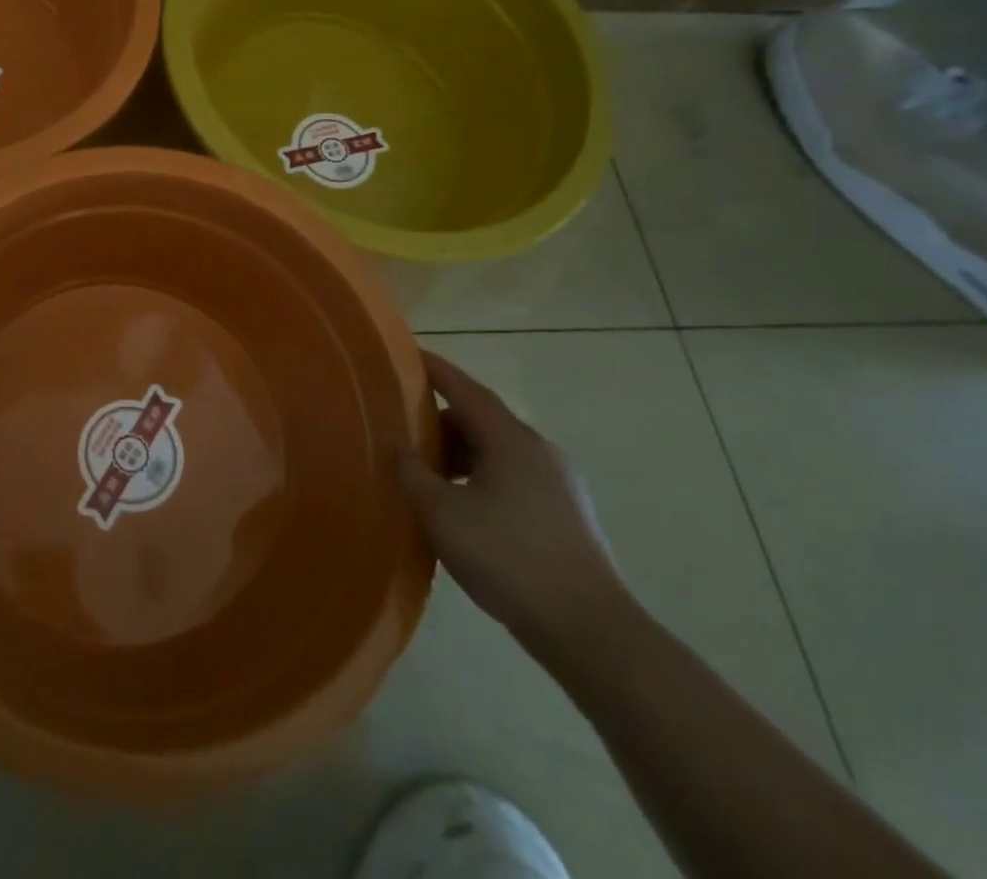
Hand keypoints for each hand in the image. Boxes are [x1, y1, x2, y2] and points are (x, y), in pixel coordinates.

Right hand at [398, 352, 629, 652]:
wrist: (590, 631)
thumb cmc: (509, 558)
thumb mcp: (442, 513)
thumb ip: (412, 473)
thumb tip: (397, 448)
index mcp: (510, 438)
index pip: (464, 388)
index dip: (434, 370)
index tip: (407, 356)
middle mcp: (538, 450)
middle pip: (480, 419)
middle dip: (439, 422)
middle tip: (402, 434)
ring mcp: (558, 484)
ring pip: (497, 452)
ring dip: (460, 456)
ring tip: (427, 479)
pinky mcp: (566, 515)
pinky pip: (512, 479)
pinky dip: (480, 479)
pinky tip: (462, 512)